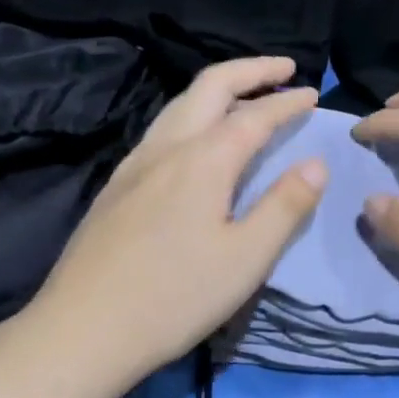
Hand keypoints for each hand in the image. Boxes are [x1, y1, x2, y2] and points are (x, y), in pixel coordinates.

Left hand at [20, 56, 326, 380]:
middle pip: (211, 86)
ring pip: (181, 102)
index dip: (287, 101)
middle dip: (250, 70)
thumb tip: (315, 163)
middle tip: (283, 68)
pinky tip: (197, 137)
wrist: (82, 329)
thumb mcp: (246, 258)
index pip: (255, 115)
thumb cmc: (173, 297)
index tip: (312, 93)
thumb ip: (285, 206)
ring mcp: (136, 163)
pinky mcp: (117, 184)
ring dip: (219, 87)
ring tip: (246, 94)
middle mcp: (168, 147)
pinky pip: (163, 127)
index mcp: (204, 160)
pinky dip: (193, 111)